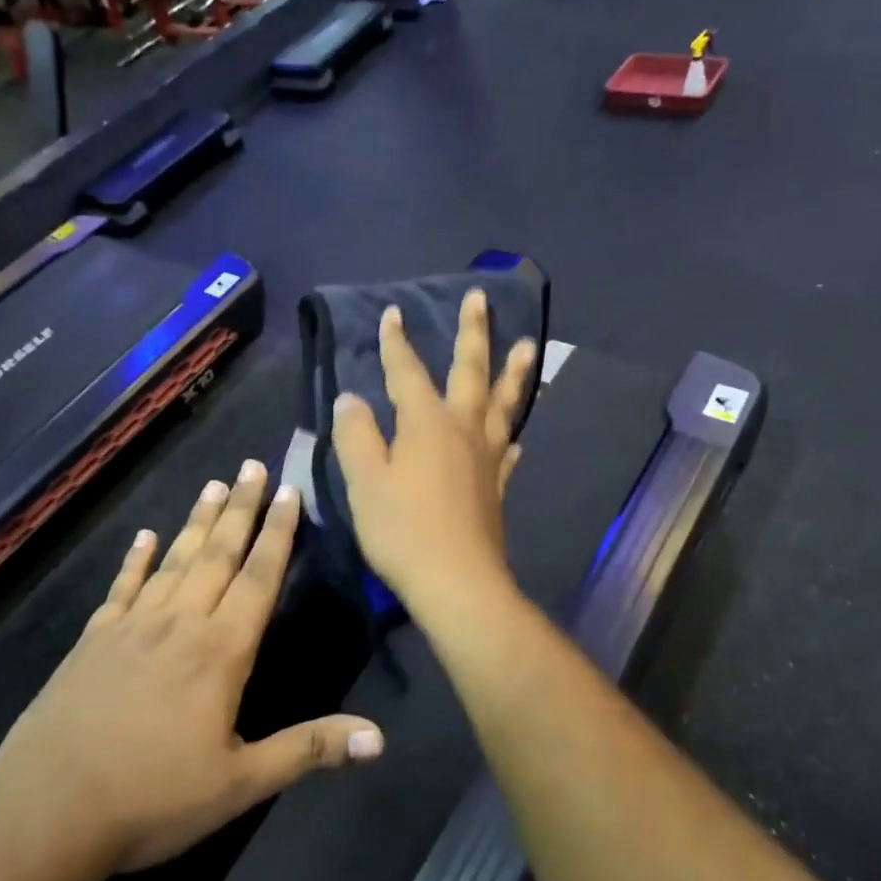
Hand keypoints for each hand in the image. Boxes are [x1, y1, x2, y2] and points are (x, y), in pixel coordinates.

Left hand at [0, 460, 383, 880]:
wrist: (45, 814)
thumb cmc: (153, 800)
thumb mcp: (241, 783)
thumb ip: (309, 749)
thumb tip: (379, 738)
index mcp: (220, 651)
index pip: (259, 578)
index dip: (277, 533)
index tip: (289, 490)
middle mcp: (179, 624)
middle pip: (218, 554)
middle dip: (240, 508)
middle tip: (253, 465)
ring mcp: (131, 628)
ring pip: (174, 561)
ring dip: (197, 522)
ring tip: (213, 485)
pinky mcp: (92, 641)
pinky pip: (121, 588)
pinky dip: (135, 560)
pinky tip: (144, 537)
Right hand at [331, 289, 538, 612]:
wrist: (457, 582)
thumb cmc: (403, 529)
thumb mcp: (365, 481)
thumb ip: (357, 435)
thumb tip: (351, 398)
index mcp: (427, 424)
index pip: (407, 372)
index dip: (397, 342)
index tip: (393, 312)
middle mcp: (463, 430)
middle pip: (471, 372)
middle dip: (473, 333)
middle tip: (480, 298)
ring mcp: (486, 458)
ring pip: (504, 405)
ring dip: (515, 373)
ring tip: (529, 346)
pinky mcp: (496, 487)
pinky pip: (508, 450)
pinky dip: (511, 434)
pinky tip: (516, 437)